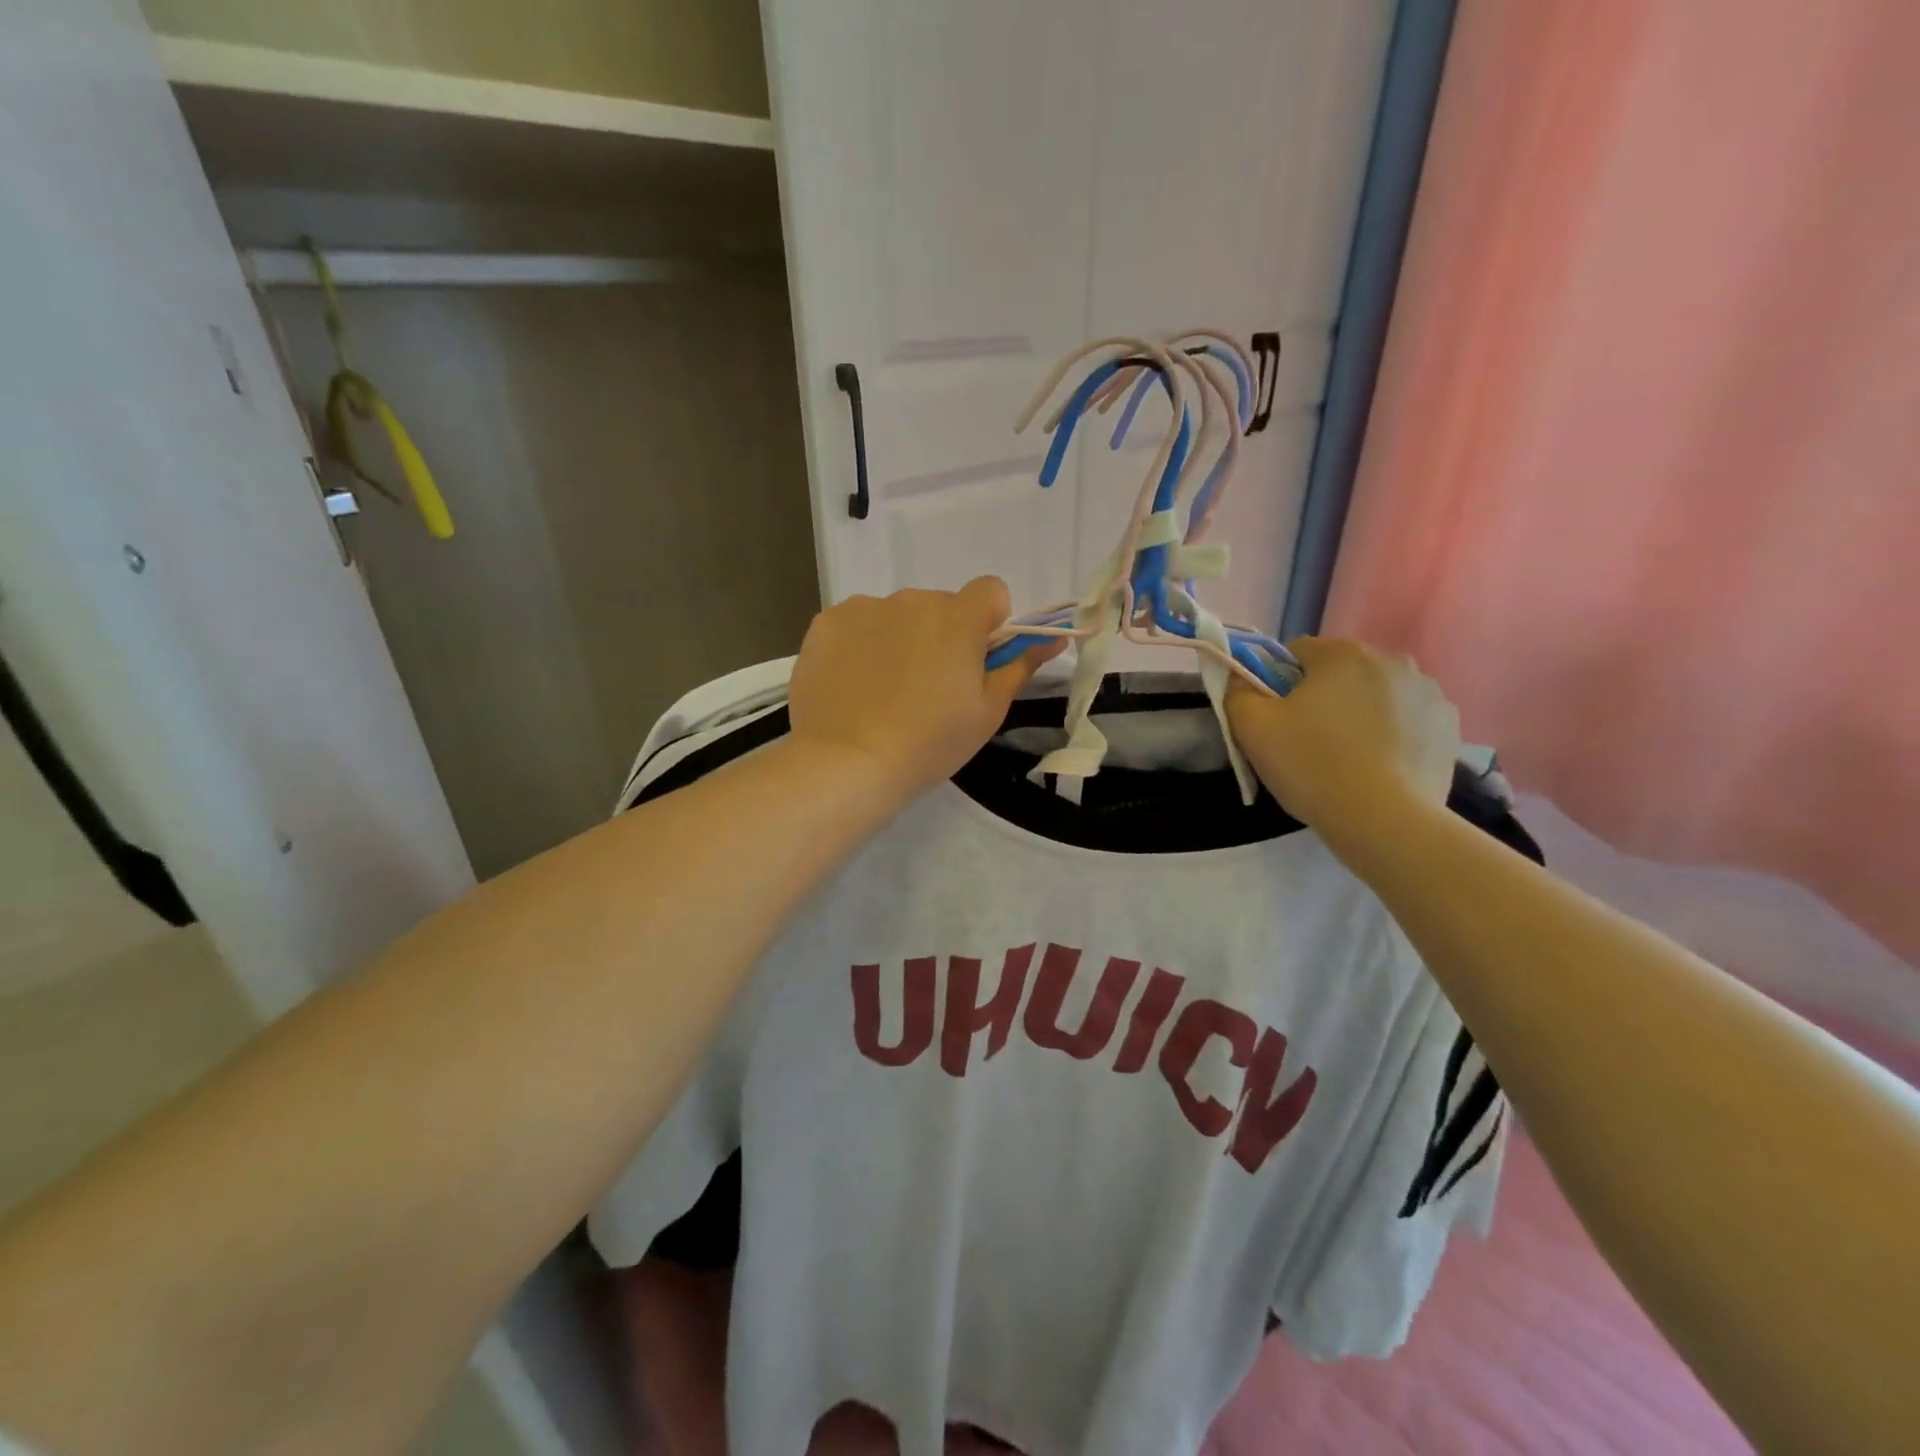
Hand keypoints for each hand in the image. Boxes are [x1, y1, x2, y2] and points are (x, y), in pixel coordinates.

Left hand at [788, 578, 1060, 806]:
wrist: (847, 763)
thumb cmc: (929, 743)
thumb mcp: (987, 712)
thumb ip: (1019, 667)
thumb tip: (1053, 639)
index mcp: (959, 618)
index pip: (991, 590)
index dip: (989, 621)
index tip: (976, 658)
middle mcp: (913, 600)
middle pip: (940, 606)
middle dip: (941, 635)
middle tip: (928, 687)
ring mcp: (865, 608)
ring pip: (897, 614)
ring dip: (900, 638)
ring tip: (884, 690)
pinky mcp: (827, 622)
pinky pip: (857, 623)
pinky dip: (860, 644)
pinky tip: (853, 684)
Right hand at [1226, 637, 1459, 851]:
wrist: (1384, 821)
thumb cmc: (1312, 765)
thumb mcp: (1252, 728)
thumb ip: (1238, 692)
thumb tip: (1241, 678)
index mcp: (1343, 653)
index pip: (1297, 652)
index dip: (1278, 683)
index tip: (1276, 717)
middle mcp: (1392, 661)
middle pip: (1340, 672)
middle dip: (1322, 696)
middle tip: (1307, 740)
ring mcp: (1430, 694)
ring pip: (1376, 695)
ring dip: (1359, 713)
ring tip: (1346, 757)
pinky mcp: (1449, 729)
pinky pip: (1408, 721)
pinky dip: (1392, 735)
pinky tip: (1378, 767)